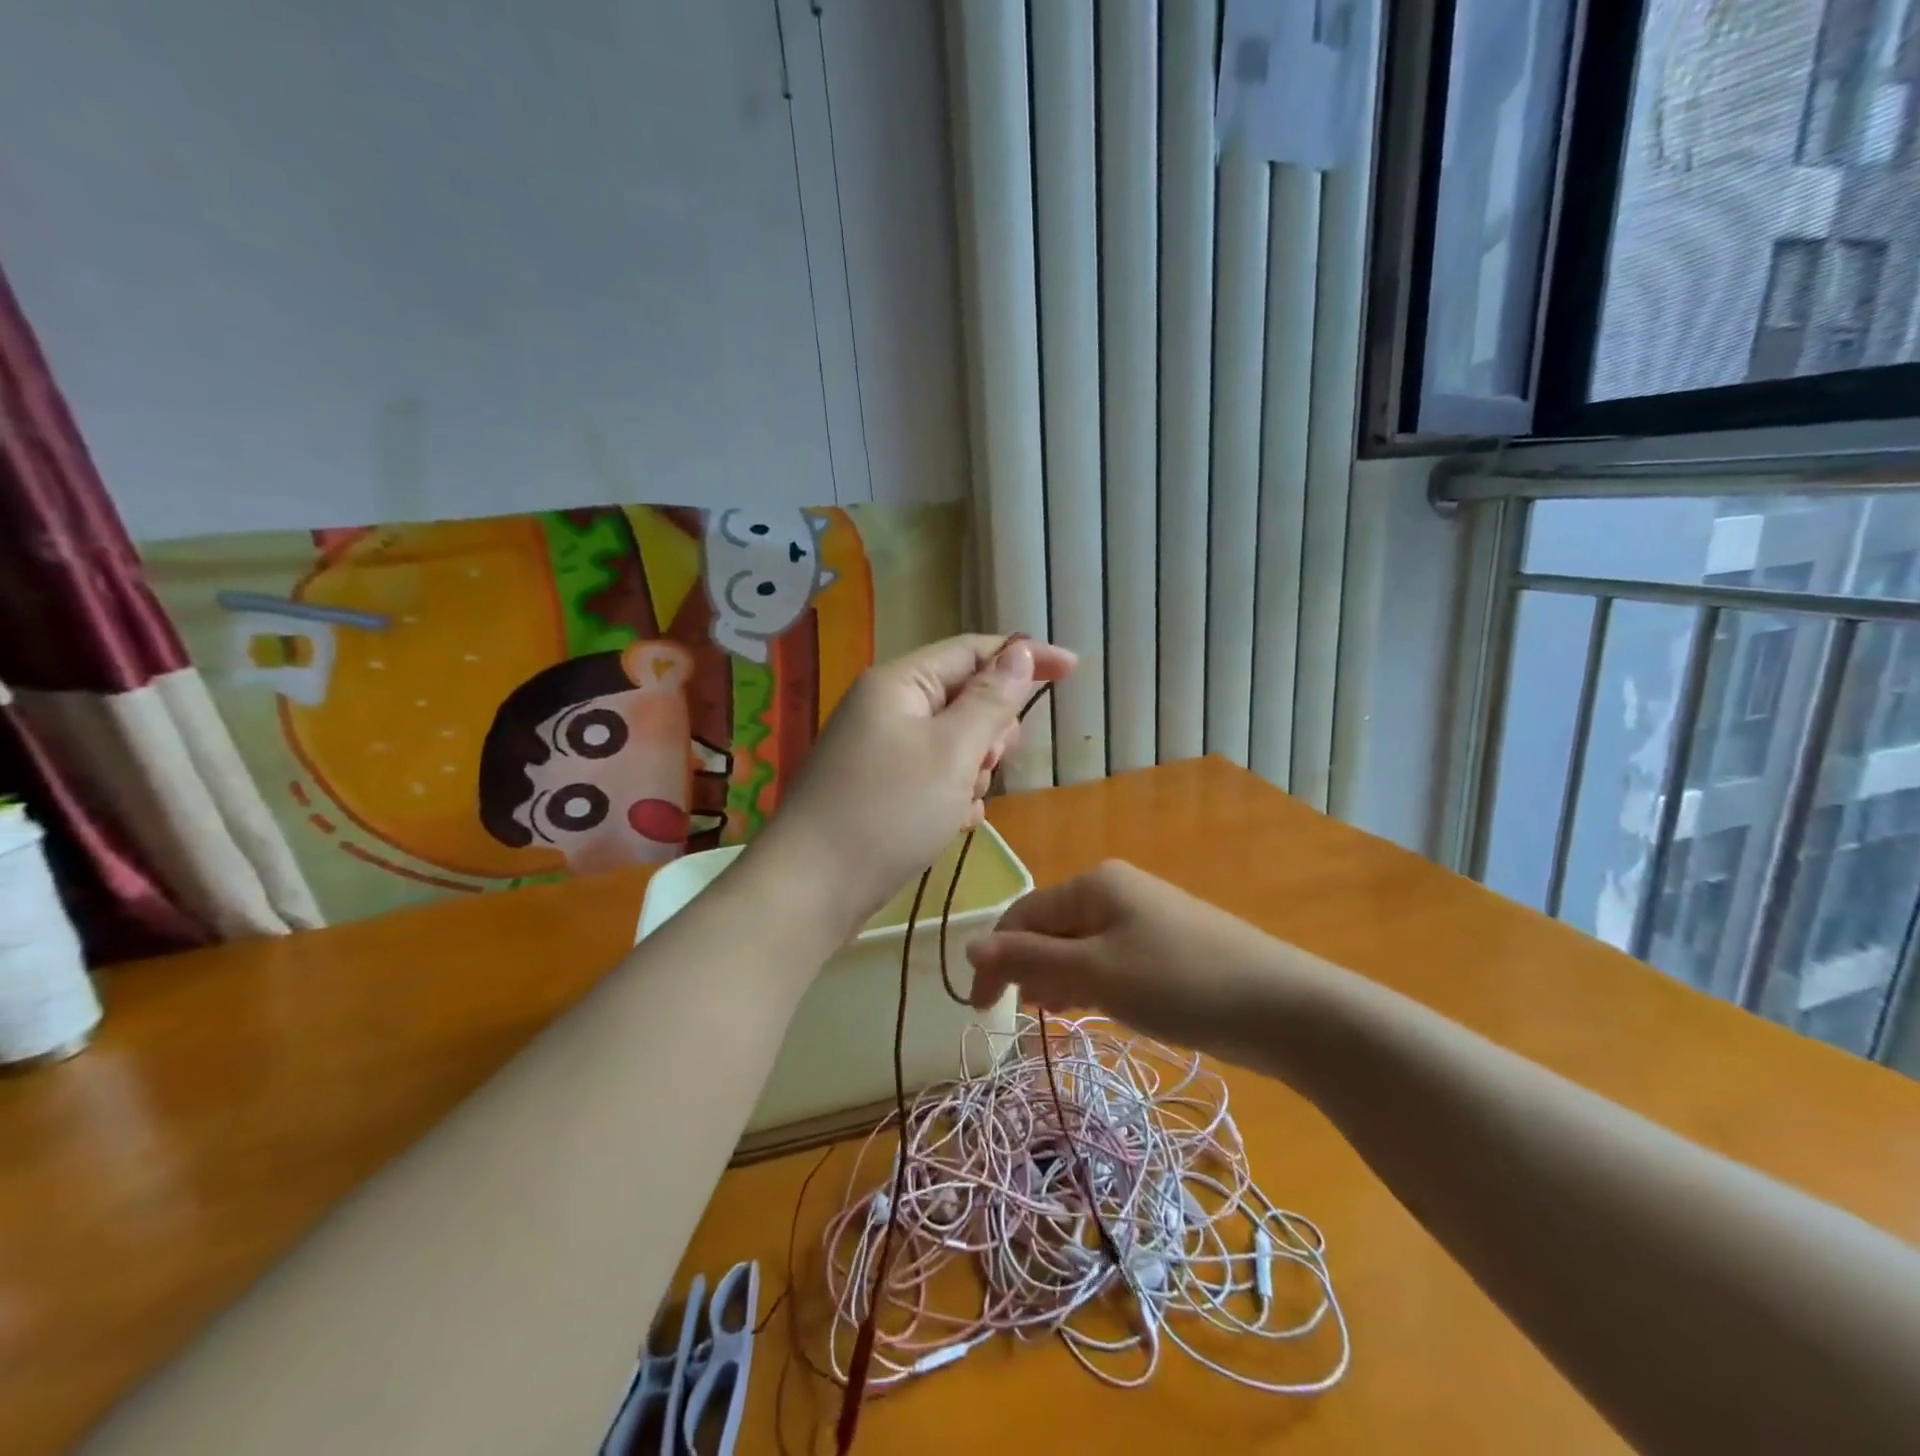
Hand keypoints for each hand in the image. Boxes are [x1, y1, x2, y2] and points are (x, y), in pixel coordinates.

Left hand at [756, 634, 1075, 930]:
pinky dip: (952, 794)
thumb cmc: (887, 812)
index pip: (973, 651)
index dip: (1024, 656)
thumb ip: (991, 700)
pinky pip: (933, 776)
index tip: (1073, 670)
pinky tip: (954, 823)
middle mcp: (887, 708)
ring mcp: (879, 750)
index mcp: (900, 683)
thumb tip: (1018, 651)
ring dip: (973, 769)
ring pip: (953, 743)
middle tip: (989, 764)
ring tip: (962, 803)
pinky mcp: (879, 788)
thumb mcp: (952, 752)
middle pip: (964, 697)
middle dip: (991, 730)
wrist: (810, 889)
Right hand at [965, 861, 1289, 1053]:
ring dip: (1057, 977)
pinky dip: (1090, 981)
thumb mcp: (1096, 974)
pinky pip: (1110, 958)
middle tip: (1020, 1016)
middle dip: (1028, 968)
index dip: (996, 960)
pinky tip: (1090, 1006)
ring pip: (1080, 945)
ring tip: (1050, 1013)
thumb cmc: (1179, 983)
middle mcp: (1116, 890)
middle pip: (1051, 927)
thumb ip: (1030, 960)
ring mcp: (1145, 916)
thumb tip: (969, 947)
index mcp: (1093, 883)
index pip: (1023, 915)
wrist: (1284, 1007)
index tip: (981, 1010)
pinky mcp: (1167, 945)